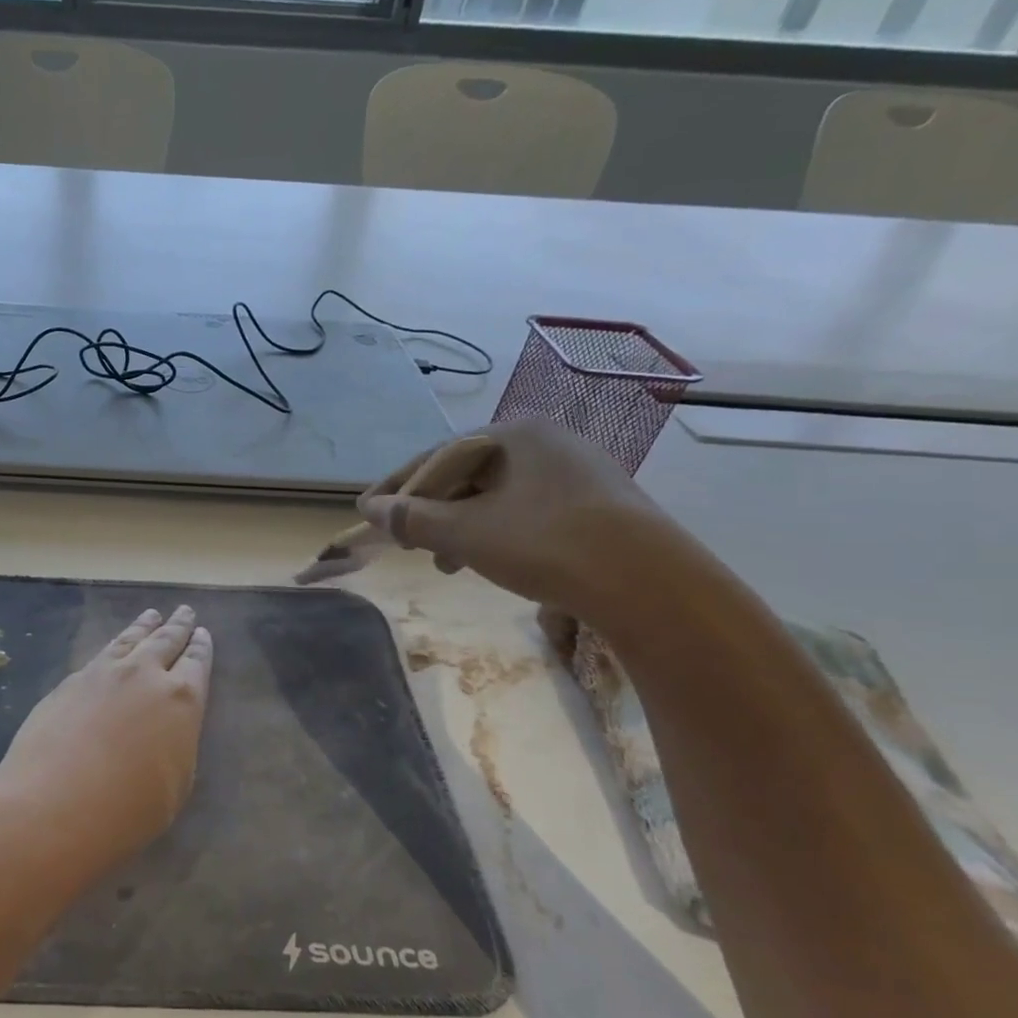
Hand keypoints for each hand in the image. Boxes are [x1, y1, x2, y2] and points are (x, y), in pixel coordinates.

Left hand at [0, 605, 212, 877]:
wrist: (52, 805)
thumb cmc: (126, 810)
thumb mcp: (175, 785)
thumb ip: (176, 745)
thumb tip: (167, 729)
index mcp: (181, 701)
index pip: (196, 664)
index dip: (201, 647)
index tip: (203, 633)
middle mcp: (144, 675)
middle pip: (165, 641)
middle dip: (177, 626)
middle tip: (184, 611)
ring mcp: (103, 673)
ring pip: (129, 639)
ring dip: (144, 626)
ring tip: (152, 614)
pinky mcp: (70, 681)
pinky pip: (100, 653)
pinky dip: (114, 644)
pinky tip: (113, 647)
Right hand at [357, 418, 672, 620]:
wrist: (650, 584)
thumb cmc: (545, 544)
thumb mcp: (466, 533)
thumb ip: (413, 518)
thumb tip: (372, 510)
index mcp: (513, 433)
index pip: (436, 457)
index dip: (397, 488)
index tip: (367, 513)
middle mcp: (546, 441)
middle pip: (466, 474)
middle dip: (430, 511)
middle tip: (406, 544)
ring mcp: (576, 471)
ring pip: (496, 495)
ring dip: (460, 526)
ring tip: (444, 562)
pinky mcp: (595, 503)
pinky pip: (525, 509)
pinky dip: (495, 531)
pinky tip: (489, 560)